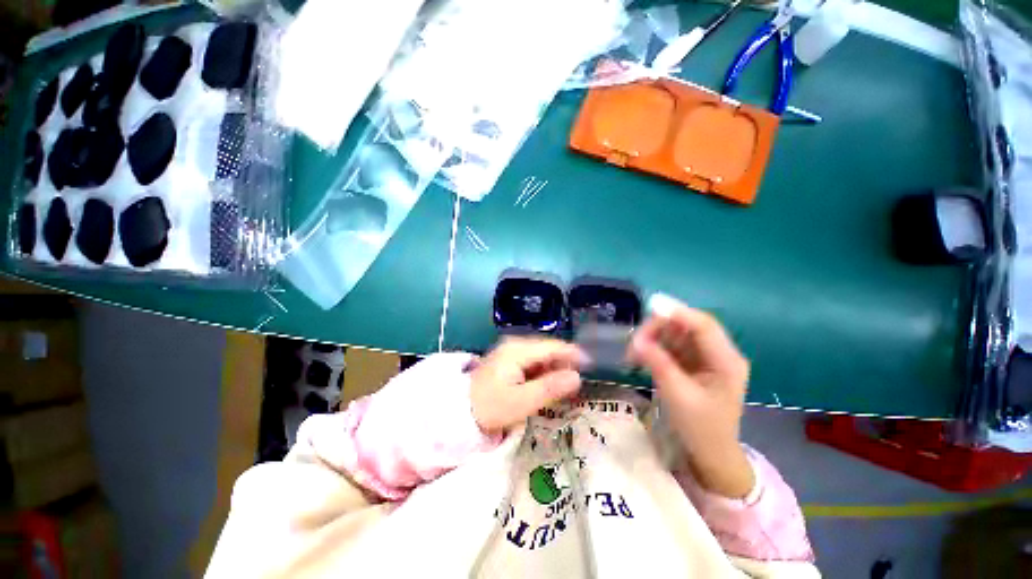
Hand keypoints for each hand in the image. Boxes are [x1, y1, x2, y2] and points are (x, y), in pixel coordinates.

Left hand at [470, 337, 586, 433]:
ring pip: (540, 356)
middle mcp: (515, 345)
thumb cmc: (490, 407)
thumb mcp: (522, 402)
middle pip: (547, 350)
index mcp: (518, 350)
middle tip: (580, 381)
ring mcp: (510, 352)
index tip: (591, 364)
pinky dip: (542, 372)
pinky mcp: (508, 361)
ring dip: (554, 369)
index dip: (573, 354)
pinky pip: (532, 362)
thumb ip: (550, 388)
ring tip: (567, 386)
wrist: (459, 411)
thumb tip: (577, 377)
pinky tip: (548, 385)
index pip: (552, 347)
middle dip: (564, 363)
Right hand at [628, 295, 754, 497]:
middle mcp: (719, 353)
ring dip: (653, 338)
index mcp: (727, 361)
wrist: (710, 452)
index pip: (704, 326)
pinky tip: (640, 358)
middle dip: (659, 329)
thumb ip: (659, 364)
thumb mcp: (678, 395)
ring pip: (676, 333)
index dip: (678, 313)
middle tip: (634, 343)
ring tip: (633, 354)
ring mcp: (706, 356)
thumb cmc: (700, 427)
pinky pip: (671, 345)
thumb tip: (637, 340)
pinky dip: (655, 348)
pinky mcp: (693, 361)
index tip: (650, 307)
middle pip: (687, 326)